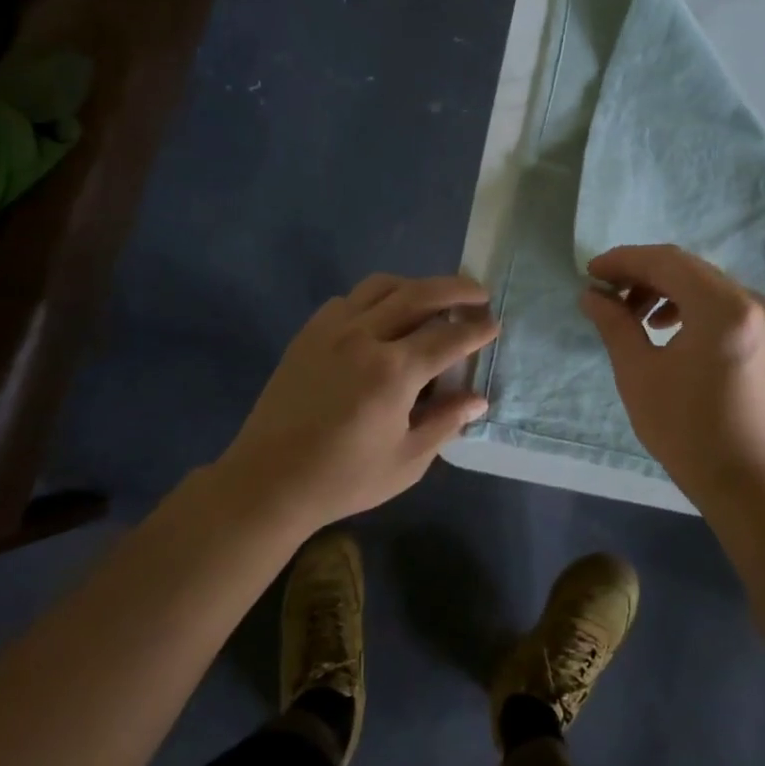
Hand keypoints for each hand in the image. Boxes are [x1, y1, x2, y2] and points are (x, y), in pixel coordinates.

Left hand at [218, 273, 498, 531]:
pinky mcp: (309, 332)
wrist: (269, 480)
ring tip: (432, 299)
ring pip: (382, 286)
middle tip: (478, 293)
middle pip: (419, 294)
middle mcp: (365, 337)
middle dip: (456, 289)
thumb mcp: (407, 461)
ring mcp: (332, 329)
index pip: (447, 338)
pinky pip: (348, 299)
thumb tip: (478, 398)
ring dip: (414, 285)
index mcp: (393, 372)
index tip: (494, 323)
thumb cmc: (343, 478)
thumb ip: (445, 422)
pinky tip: (381, 319)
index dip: (476, 330)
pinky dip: (374, 299)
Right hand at [578, 244, 764, 504]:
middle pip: (686, 268)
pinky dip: (685, 304)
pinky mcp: (764, 332)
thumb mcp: (638, 372)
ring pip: (701, 282)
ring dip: (661, 289)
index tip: (590, 272)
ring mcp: (763, 316)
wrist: (744, 479)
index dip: (623, 261)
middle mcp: (750, 301)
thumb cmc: (686, 429)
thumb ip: (614, 323)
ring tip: (629, 313)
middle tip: (604, 291)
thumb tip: (592, 294)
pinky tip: (661, 325)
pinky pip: (717, 301)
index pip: (666, 262)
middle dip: (640, 274)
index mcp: (723, 308)